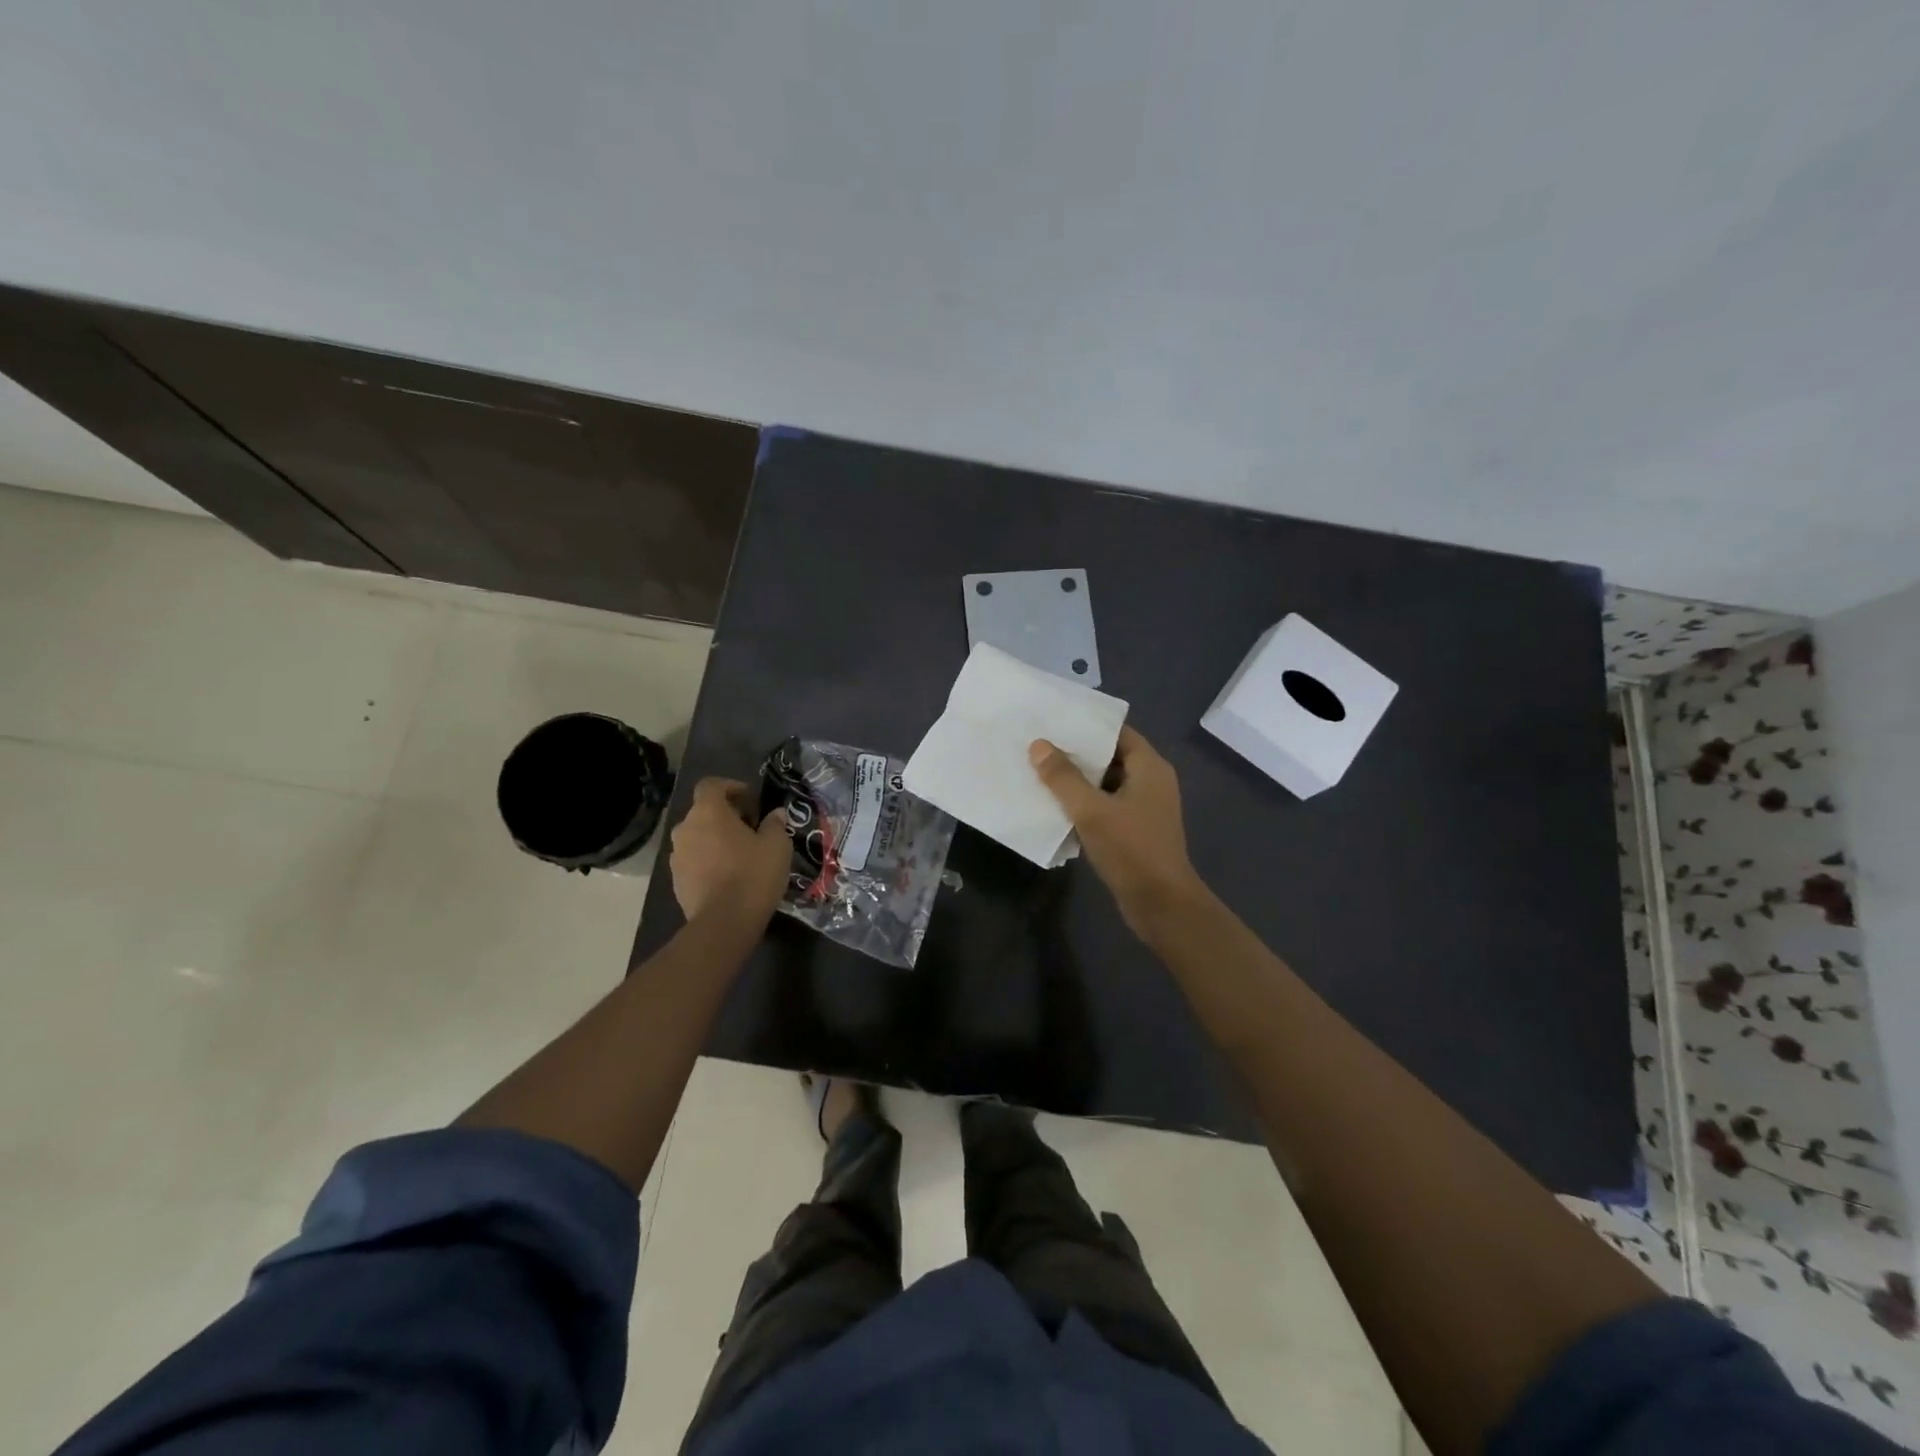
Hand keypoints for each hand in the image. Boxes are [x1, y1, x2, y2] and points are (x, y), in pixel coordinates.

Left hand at [669, 778, 790, 924]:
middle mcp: (685, 829)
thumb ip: (774, 824)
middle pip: (703, 812)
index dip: (730, 787)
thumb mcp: (777, 845)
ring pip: (697, 838)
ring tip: (740, 855)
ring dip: (715, 840)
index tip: (750, 799)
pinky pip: (693, 861)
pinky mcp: (676, 881)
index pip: (711, 785)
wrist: (723, 923)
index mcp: (708, 812)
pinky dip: (708, 862)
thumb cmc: (752, 874)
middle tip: (751, 829)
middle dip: (725, 816)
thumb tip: (774, 814)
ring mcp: (677, 856)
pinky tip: (729, 877)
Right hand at [1029, 726, 1205, 935]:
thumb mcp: (1091, 810)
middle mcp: (1151, 782)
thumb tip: (1039, 745)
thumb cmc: (1131, 849)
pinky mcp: (1135, 831)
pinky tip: (1055, 805)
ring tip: (1040, 770)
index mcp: (1149, 767)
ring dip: (1077, 780)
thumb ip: (1063, 777)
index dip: (1087, 725)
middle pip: (1110, 756)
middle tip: (1039, 745)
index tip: (1054, 721)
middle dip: (1076, 753)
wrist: (1161, 904)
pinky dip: (1084, 804)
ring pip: (1106, 784)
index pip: (1117, 732)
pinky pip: (1106, 806)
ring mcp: (1144, 808)